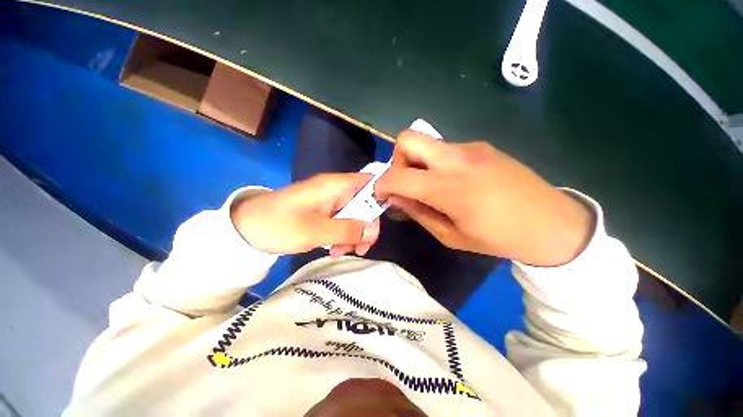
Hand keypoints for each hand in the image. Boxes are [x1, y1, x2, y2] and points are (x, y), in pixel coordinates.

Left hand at [231, 173, 379, 256]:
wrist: (245, 230)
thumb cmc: (279, 225)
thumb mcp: (316, 231)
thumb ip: (347, 230)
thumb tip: (373, 230)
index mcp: (335, 186)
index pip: (370, 182)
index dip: (381, 197)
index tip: (380, 221)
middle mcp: (335, 190)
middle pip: (364, 203)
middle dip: (364, 226)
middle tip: (360, 248)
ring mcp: (329, 201)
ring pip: (354, 215)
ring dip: (352, 234)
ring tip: (340, 252)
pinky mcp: (323, 212)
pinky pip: (341, 221)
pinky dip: (341, 236)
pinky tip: (333, 249)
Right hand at [375, 130, 593, 266]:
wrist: (554, 224)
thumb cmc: (499, 238)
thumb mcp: (450, 236)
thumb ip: (419, 213)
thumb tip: (397, 198)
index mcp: (449, 188)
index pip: (398, 175)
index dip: (381, 184)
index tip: (381, 194)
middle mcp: (457, 159)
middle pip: (407, 138)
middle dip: (396, 160)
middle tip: (406, 182)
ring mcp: (471, 147)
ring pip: (427, 142)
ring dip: (418, 161)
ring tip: (431, 185)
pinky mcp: (482, 145)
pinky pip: (446, 148)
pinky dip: (437, 162)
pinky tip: (453, 181)